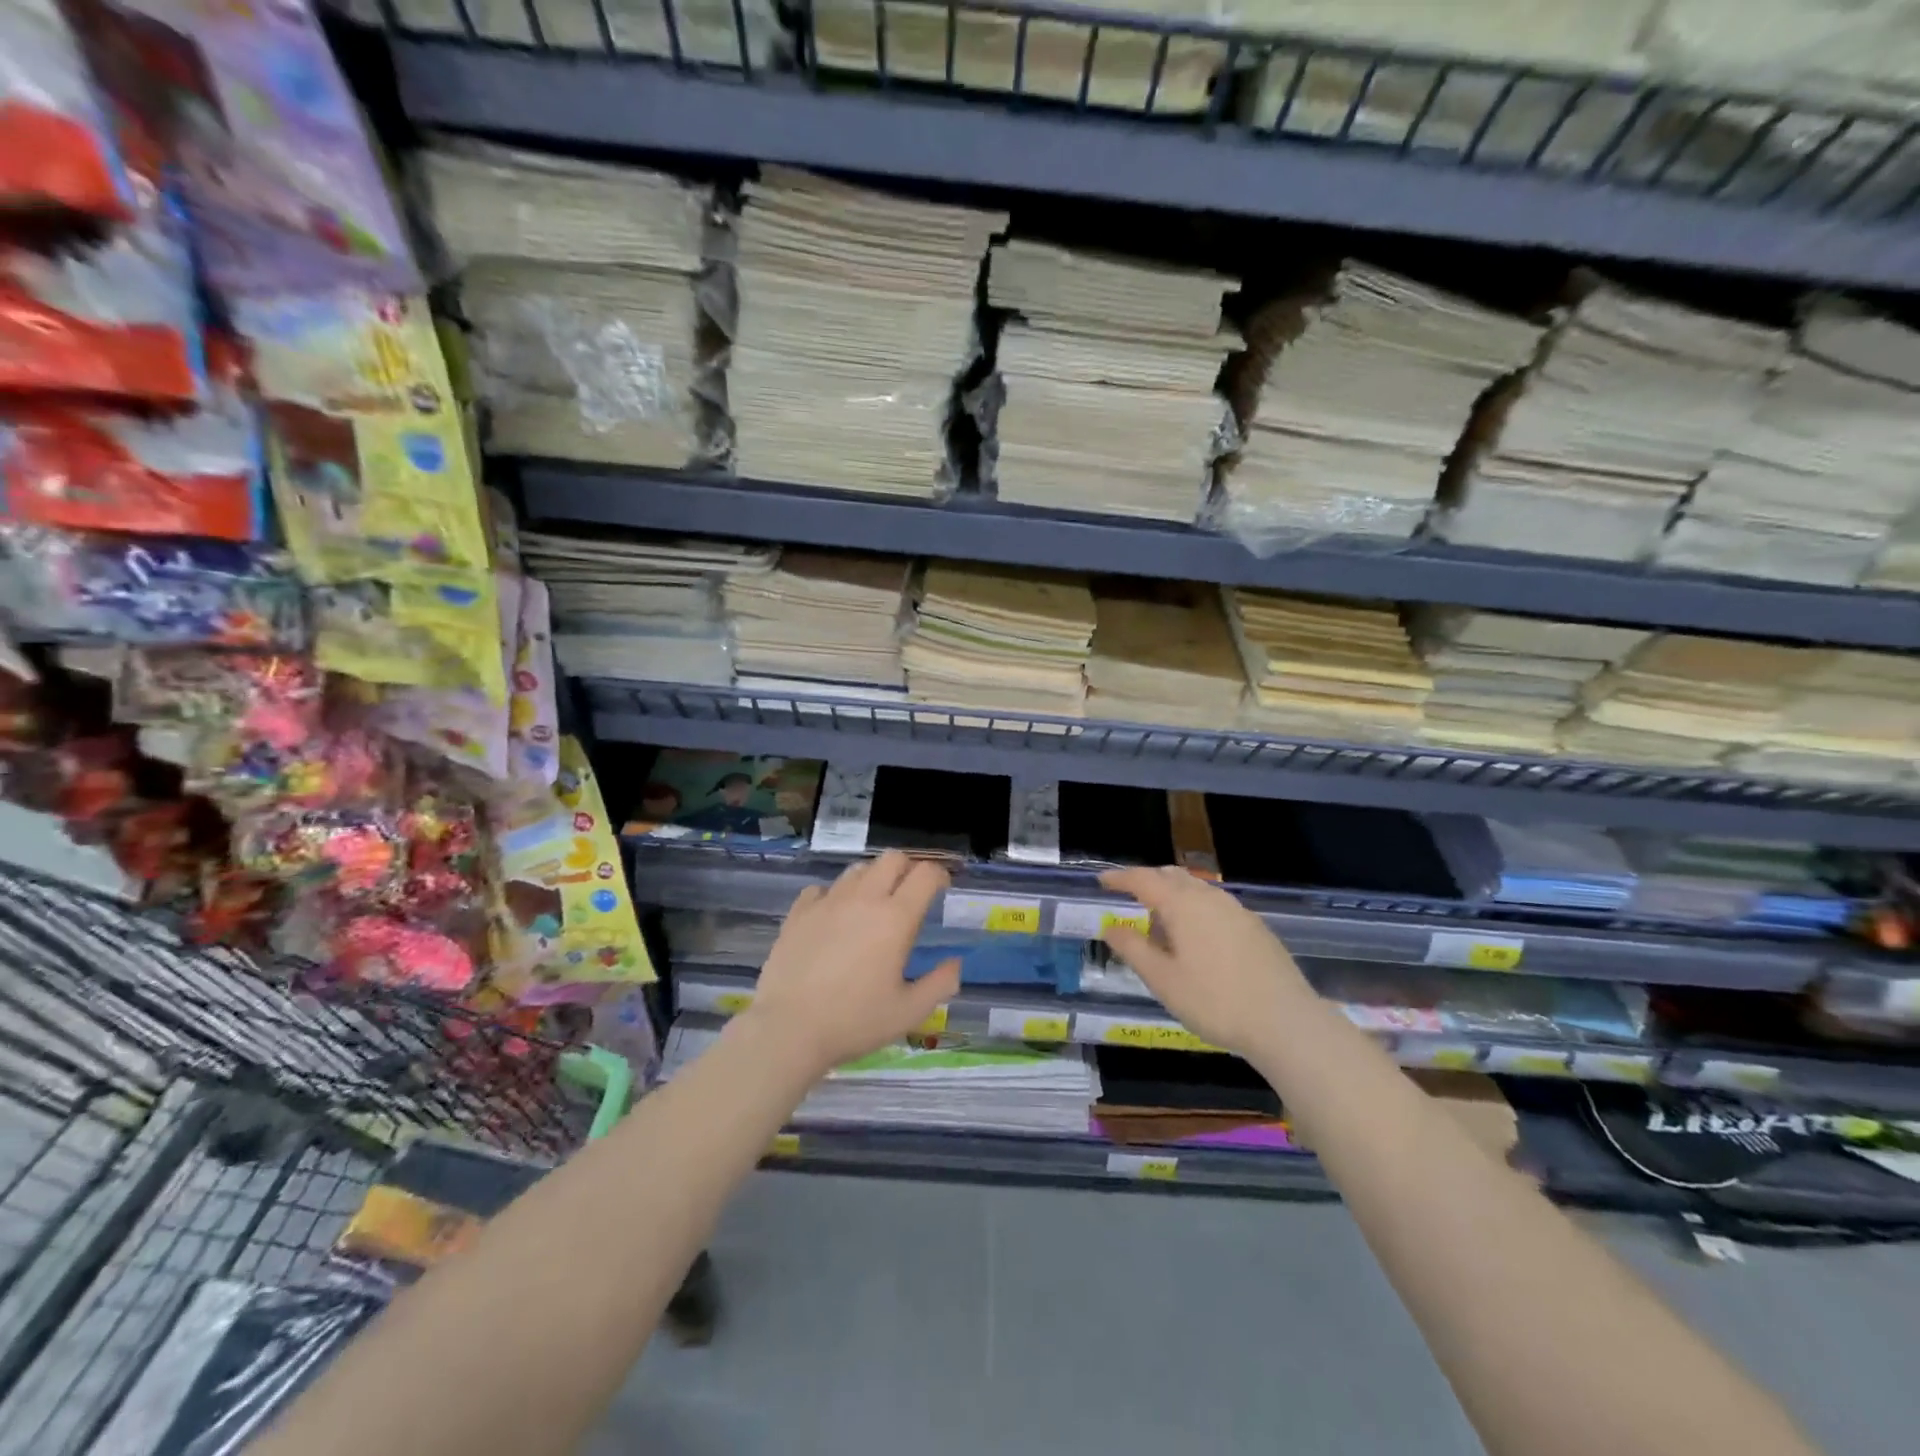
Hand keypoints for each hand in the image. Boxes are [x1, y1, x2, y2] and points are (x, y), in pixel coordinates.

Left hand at [742, 850, 959, 1079]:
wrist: (787, 1029)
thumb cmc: (854, 1022)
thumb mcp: (909, 1012)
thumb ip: (940, 983)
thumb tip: (956, 963)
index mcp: (895, 919)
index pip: (925, 874)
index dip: (939, 875)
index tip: (941, 889)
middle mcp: (863, 899)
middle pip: (892, 859)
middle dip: (907, 869)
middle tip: (909, 894)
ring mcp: (827, 902)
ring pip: (857, 870)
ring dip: (872, 880)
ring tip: (872, 906)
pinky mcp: (798, 913)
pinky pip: (821, 889)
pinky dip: (834, 896)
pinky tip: (833, 918)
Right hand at [1097, 866, 1306, 1058]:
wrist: (1285, 1022)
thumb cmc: (1214, 1001)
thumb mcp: (1163, 980)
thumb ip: (1132, 949)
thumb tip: (1110, 927)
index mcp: (1182, 904)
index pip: (1143, 879)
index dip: (1120, 878)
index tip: (1102, 881)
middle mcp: (1209, 897)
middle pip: (1172, 876)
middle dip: (1148, 882)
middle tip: (1129, 898)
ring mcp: (1236, 910)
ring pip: (1196, 889)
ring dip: (1173, 896)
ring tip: (1160, 924)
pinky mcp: (1255, 926)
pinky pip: (1214, 905)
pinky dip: (1195, 909)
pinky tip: (1196, 939)